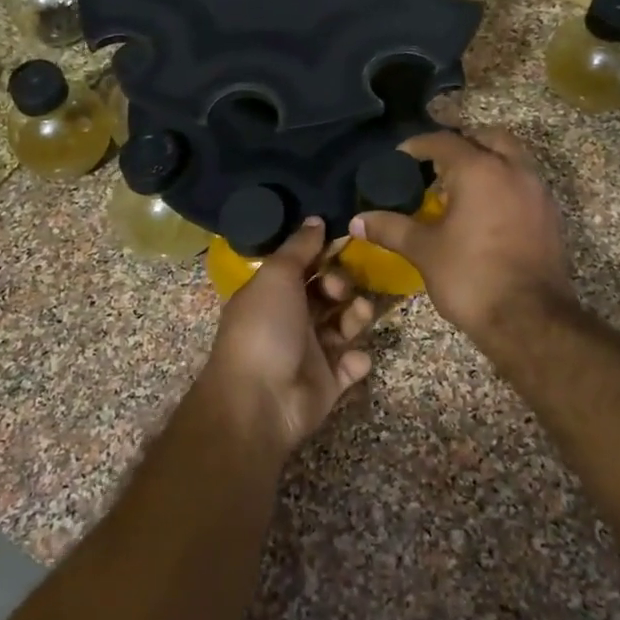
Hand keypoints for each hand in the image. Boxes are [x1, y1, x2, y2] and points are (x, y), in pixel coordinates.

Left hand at [200, 218, 377, 455]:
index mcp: (272, 294)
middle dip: (341, 286)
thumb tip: (316, 219)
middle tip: (340, 290)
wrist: (260, 400)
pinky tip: (352, 358)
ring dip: (356, 316)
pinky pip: (351, 365)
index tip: (346, 243)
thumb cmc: (265, 328)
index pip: (303, 267)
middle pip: (326, 295)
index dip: (323, 255)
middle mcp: (290, 320)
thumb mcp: (277, 276)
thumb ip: (299, 248)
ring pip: (343, 326)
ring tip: (359, 316)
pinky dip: (356, 359)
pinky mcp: (328, 383)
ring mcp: (310, 353)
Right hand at [351, 126, 574, 347]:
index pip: (445, 142)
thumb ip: (391, 229)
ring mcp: (537, 192)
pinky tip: (485, 212)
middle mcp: (513, 170)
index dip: (419, 145)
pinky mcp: (550, 216)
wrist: (529, 320)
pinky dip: (504, 185)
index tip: (401, 157)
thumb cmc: (471, 277)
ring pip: (512, 159)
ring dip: (487, 163)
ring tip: (460, 188)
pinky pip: (524, 184)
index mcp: (480, 170)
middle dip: (462, 145)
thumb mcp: (424, 251)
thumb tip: (358, 221)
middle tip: (437, 165)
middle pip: (487, 138)